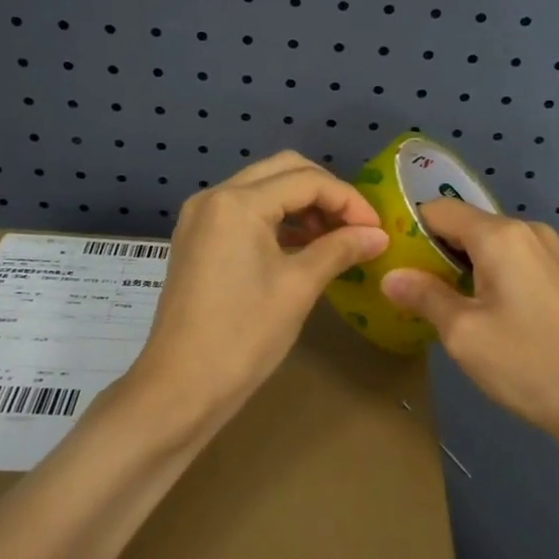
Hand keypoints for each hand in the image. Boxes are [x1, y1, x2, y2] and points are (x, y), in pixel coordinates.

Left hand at [128, 152, 389, 426]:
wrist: (180, 388)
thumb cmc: (243, 336)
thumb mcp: (299, 287)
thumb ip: (340, 249)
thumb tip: (379, 235)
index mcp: (237, 202)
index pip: (307, 181)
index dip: (349, 200)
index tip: (377, 229)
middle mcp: (214, 196)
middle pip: (283, 170)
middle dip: (326, 193)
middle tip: (357, 226)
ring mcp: (201, 217)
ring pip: (263, 188)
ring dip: (302, 204)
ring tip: (335, 238)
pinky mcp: (196, 238)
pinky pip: (245, 211)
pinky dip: (277, 219)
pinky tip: (303, 246)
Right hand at [379, 201, 558, 449]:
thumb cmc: (528, 363)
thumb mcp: (463, 333)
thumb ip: (424, 296)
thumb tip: (391, 276)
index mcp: (501, 235)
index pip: (440, 210)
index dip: (408, 228)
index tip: (385, 256)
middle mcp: (527, 231)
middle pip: (464, 225)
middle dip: (431, 249)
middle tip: (402, 283)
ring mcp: (548, 253)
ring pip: (486, 245)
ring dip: (457, 265)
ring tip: (430, 299)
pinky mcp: (558, 277)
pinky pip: (508, 261)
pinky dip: (483, 275)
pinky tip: (472, 309)